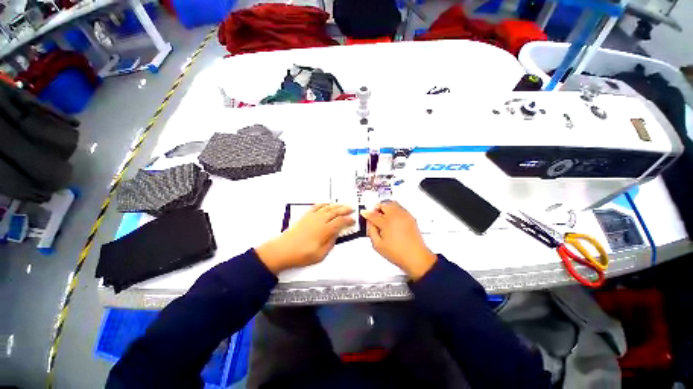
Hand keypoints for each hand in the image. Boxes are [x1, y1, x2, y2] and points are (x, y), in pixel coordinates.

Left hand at [256, 204, 354, 273]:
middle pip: (335, 212)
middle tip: (351, 208)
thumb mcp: (320, 254)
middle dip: (345, 209)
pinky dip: (323, 204)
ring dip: (336, 205)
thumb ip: (330, 243)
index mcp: (324, 230)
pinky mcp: (306, 216)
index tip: (353, 220)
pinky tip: (327, 203)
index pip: (340, 222)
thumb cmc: (301, 255)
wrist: (282, 250)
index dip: (348, 220)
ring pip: (327, 208)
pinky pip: (316, 206)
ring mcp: (312, 217)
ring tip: (343, 204)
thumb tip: (336, 235)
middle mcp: (320, 221)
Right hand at [361, 201, 436, 280]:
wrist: (416, 257)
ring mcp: (404, 216)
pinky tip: (392, 217)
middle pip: (383, 205)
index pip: (373, 215)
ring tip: (382, 214)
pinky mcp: (410, 217)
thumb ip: (371, 231)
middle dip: (376, 208)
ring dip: (385, 206)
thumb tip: (369, 223)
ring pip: (392, 203)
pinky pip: (400, 207)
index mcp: (386, 223)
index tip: (364, 213)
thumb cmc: (397, 253)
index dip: (366, 213)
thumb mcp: (378, 245)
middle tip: (373, 214)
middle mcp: (395, 216)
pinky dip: (394, 208)